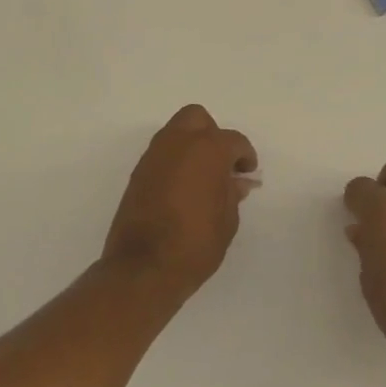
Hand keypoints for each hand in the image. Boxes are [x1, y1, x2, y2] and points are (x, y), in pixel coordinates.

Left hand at [104, 105, 258, 298]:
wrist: (143, 268)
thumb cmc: (195, 244)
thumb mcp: (227, 221)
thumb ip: (232, 193)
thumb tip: (237, 181)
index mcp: (208, 149)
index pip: (234, 141)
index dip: (245, 156)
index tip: (247, 173)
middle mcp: (178, 143)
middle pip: (198, 119)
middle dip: (212, 135)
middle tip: (222, 163)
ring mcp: (154, 156)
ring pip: (176, 132)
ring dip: (191, 145)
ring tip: (202, 176)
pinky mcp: (138, 172)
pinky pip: (161, 153)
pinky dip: (174, 160)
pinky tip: (183, 187)